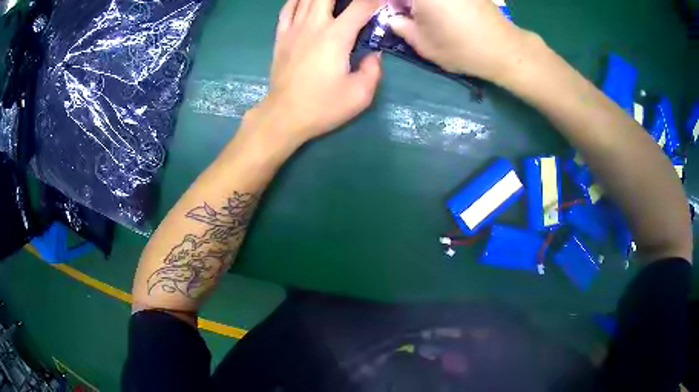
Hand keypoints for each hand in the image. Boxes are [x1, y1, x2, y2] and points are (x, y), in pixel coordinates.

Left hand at [252, 0, 382, 145]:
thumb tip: (374, 54)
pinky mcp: (281, 37)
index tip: (383, 3)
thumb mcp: (360, 95)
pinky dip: (297, 1)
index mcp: (336, 36)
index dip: (376, 0)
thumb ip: (373, 70)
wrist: (284, 116)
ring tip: (333, 3)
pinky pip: (287, 9)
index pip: (361, 6)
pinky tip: (305, 1)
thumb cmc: (322, 106)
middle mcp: (314, 25)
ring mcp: (294, 29)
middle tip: (354, 4)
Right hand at [388, 0, 535, 83]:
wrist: (503, 49)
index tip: (390, 12)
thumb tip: (393, 17)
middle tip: (405, 15)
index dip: (386, 4)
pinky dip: (437, 3)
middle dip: (403, 3)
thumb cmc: (460, 47)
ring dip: (420, 4)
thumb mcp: (422, 43)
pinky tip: (440, 11)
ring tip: (421, 14)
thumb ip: (400, 26)